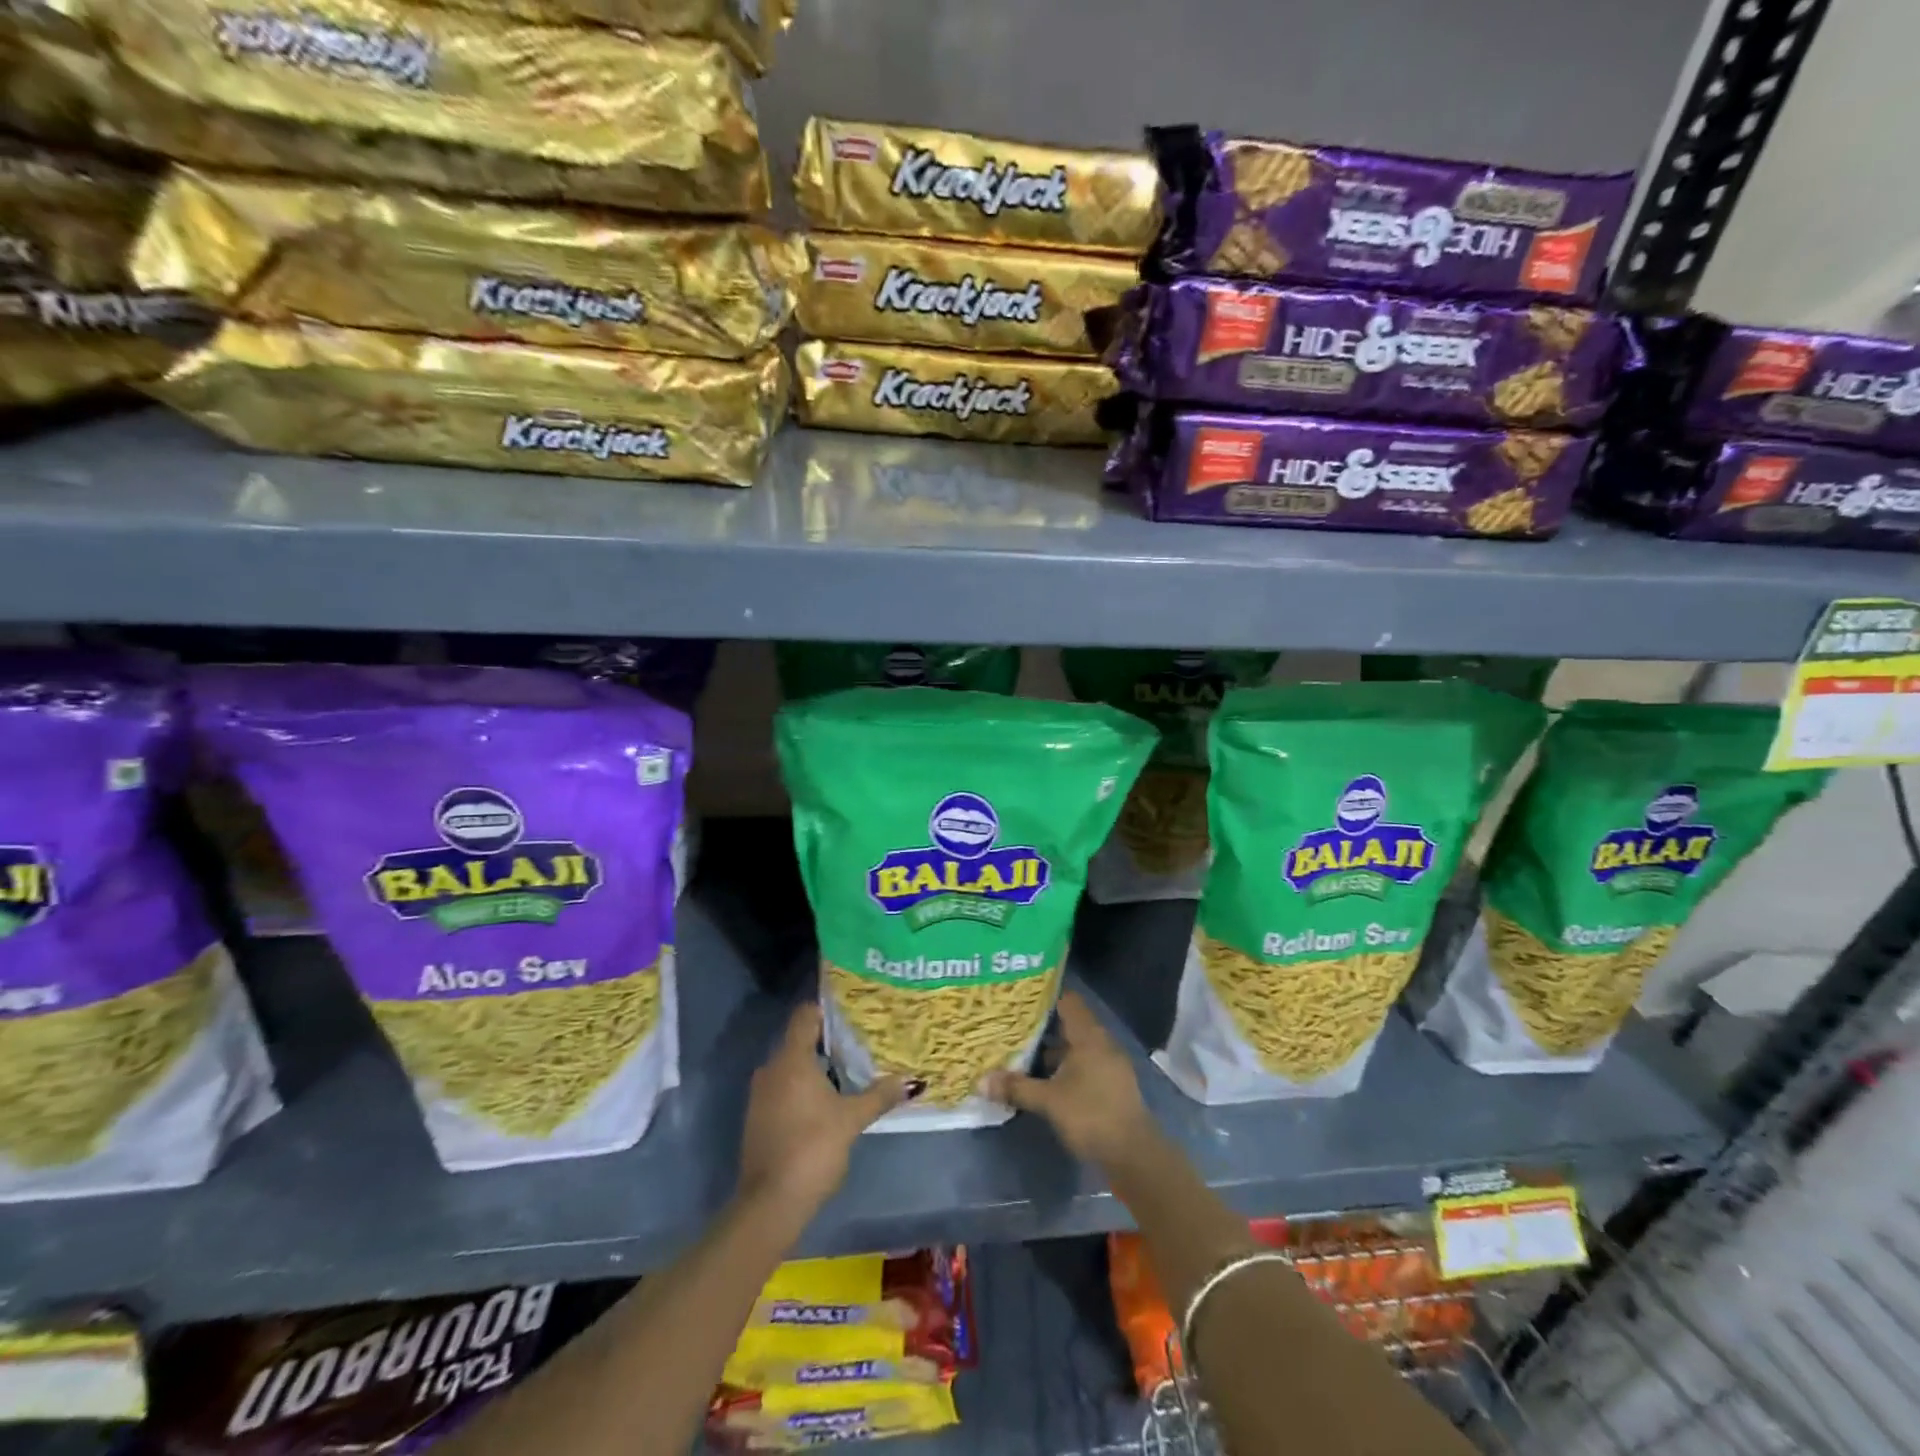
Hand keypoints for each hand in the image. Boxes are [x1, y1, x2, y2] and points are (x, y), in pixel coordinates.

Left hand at [737, 1003, 906, 1225]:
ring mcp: (760, 1095)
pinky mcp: (758, 1118)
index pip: (804, 1015)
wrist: (770, 1203)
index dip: (826, 1010)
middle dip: (827, 1040)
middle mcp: (771, 1069)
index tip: (851, 1012)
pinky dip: (802, 1088)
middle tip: (859, 1041)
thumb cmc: (812, 1147)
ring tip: (848, 1070)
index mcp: (791, 1059)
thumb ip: (880, 1096)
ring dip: (815, 1067)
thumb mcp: (851, 1120)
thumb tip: (912, 1080)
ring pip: (790, 1066)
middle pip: (798, 1040)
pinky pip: (782, 1088)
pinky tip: (826, 1101)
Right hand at [985, 991, 1156, 1168]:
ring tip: (1022, 1054)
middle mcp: (1101, 1043)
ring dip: (1053, 1052)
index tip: (1020, 998)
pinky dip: (1065, 1068)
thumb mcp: (1049, 1101)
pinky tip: (1045, 1081)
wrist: (1134, 1155)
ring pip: (1076, 1048)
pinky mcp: (1111, 1086)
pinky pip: (1084, 1066)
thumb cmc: (1091, 1115)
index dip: (1045, 996)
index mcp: (1089, 1036)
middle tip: (1013, 1027)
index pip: (1068, 1001)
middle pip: (1070, 1025)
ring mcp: (1109, 1065)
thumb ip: (1017, 1087)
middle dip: (1043, 1027)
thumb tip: (981, 1081)